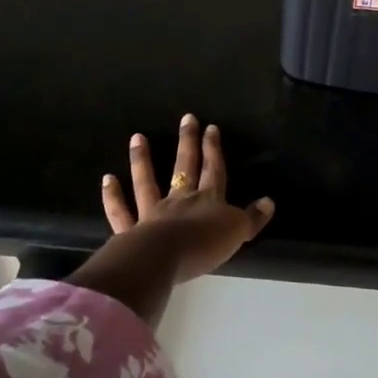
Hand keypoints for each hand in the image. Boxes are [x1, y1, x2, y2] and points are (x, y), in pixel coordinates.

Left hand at [101, 114, 274, 283]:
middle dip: (188, 143)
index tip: (211, 128)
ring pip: (147, 182)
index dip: (214, 149)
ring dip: (142, 160)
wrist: (164, 259)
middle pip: (184, 167)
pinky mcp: (130, 231)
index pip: (214, 170)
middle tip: (186, 118)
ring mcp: (152, 213)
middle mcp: (179, 200)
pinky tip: (108, 179)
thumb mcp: (237, 231)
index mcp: (208, 199)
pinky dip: (113, 196)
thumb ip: (253, 218)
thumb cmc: (205, 244)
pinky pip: (120, 211)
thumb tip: (269, 201)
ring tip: (137, 137)